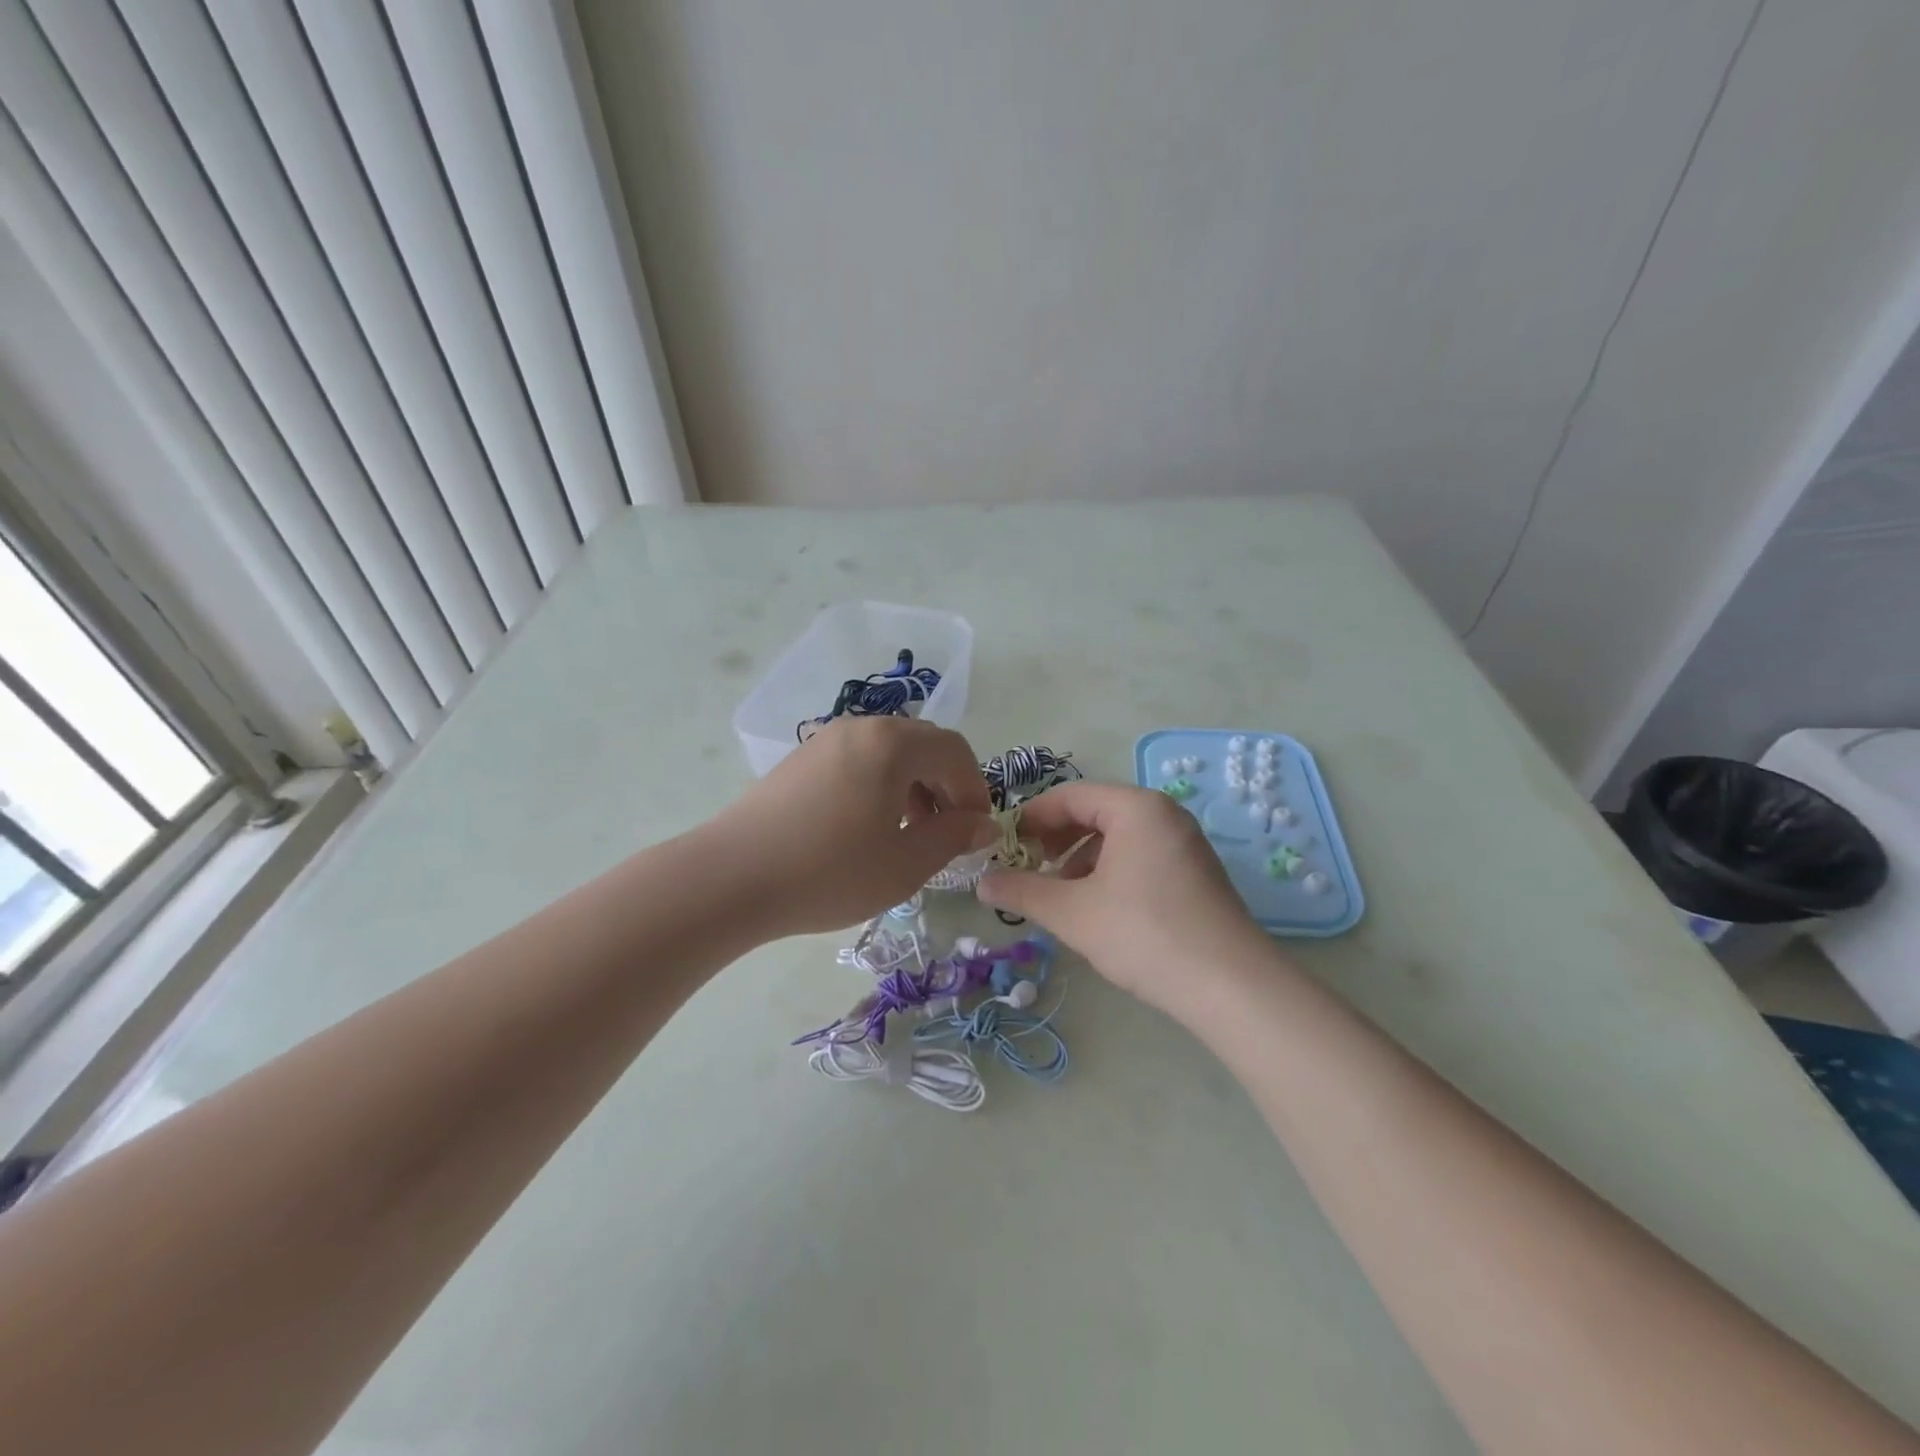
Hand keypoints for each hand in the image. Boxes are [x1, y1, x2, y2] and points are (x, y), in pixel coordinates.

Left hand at [710, 716, 992, 936]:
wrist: (731, 878)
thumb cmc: (830, 871)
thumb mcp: (906, 863)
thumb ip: (954, 837)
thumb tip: (984, 824)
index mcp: (892, 744)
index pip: (955, 751)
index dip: (975, 789)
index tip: (976, 831)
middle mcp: (861, 728)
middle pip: (922, 745)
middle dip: (944, 785)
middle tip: (945, 832)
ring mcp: (826, 740)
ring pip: (889, 752)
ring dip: (912, 785)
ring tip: (907, 833)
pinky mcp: (800, 759)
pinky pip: (858, 760)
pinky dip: (879, 785)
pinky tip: (866, 827)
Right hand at [977, 782, 1277, 1016]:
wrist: (1230, 986)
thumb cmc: (1143, 934)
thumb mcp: (1071, 912)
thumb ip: (1022, 891)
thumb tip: (981, 882)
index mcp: (1136, 808)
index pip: (1071, 796)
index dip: (1031, 817)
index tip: (1004, 842)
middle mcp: (1165, 815)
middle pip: (1096, 813)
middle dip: (1056, 839)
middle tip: (1028, 867)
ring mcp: (1186, 844)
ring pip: (1119, 838)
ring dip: (1081, 859)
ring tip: (1060, 894)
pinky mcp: (1196, 874)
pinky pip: (1141, 857)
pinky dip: (1110, 872)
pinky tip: (1098, 909)